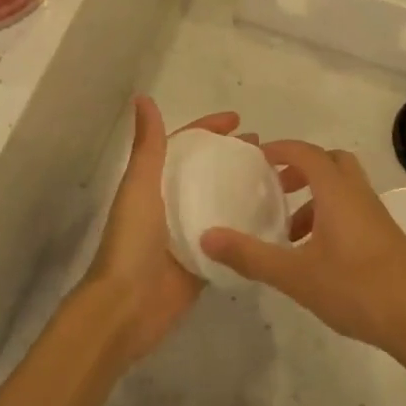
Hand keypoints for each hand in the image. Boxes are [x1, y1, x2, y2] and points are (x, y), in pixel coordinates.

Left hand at [82, 98, 299, 366]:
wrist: (126, 307)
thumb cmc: (132, 241)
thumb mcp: (140, 186)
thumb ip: (148, 146)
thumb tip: (143, 98)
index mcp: (154, 183)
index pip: (185, 146)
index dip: (209, 130)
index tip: (240, 121)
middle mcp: (172, 204)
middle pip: (207, 172)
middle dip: (233, 158)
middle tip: (269, 151)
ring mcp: (189, 234)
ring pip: (221, 204)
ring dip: (244, 190)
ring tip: (278, 181)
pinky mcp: (203, 262)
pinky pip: (230, 239)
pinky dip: (247, 228)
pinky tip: (276, 221)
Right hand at [200, 141, 405, 360]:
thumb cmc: (356, 289)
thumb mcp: (295, 275)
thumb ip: (250, 255)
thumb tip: (207, 237)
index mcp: (336, 192)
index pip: (306, 153)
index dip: (281, 149)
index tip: (256, 158)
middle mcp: (358, 194)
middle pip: (330, 162)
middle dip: (301, 168)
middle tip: (276, 188)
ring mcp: (377, 215)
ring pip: (343, 188)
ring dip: (315, 197)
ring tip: (290, 231)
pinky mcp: (387, 237)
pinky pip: (353, 209)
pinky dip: (331, 216)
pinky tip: (318, 255)